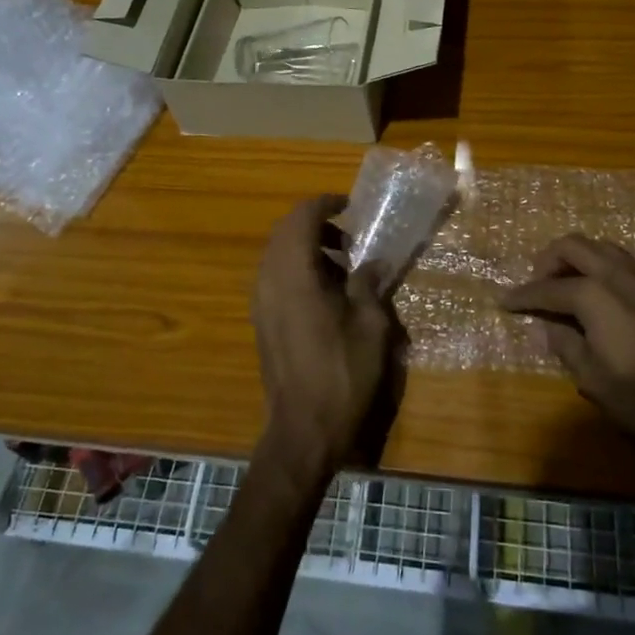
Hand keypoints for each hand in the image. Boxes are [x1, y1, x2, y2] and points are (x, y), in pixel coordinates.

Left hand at [253, 195, 395, 482]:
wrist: (304, 429)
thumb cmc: (342, 374)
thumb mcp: (370, 325)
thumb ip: (369, 284)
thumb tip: (374, 262)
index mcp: (294, 273)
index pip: (301, 217)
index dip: (326, 204)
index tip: (351, 208)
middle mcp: (269, 279)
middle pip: (284, 231)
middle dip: (316, 224)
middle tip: (350, 236)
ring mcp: (261, 301)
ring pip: (278, 254)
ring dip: (307, 247)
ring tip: (344, 264)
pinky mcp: (262, 320)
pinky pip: (276, 276)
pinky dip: (299, 268)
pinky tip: (328, 292)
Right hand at [498, 235, 634, 463]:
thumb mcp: (592, 378)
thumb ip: (565, 344)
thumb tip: (550, 327)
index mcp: (594, 295)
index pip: (548, 287)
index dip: (523, 296)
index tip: (504, 301)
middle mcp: (617, 275)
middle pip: (574, 246)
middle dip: (548, 260)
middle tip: (537, 284)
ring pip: (602, 248)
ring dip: (578, 259)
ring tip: (567, 284)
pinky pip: (624, 264)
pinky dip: (602, 269)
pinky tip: (602, 296)